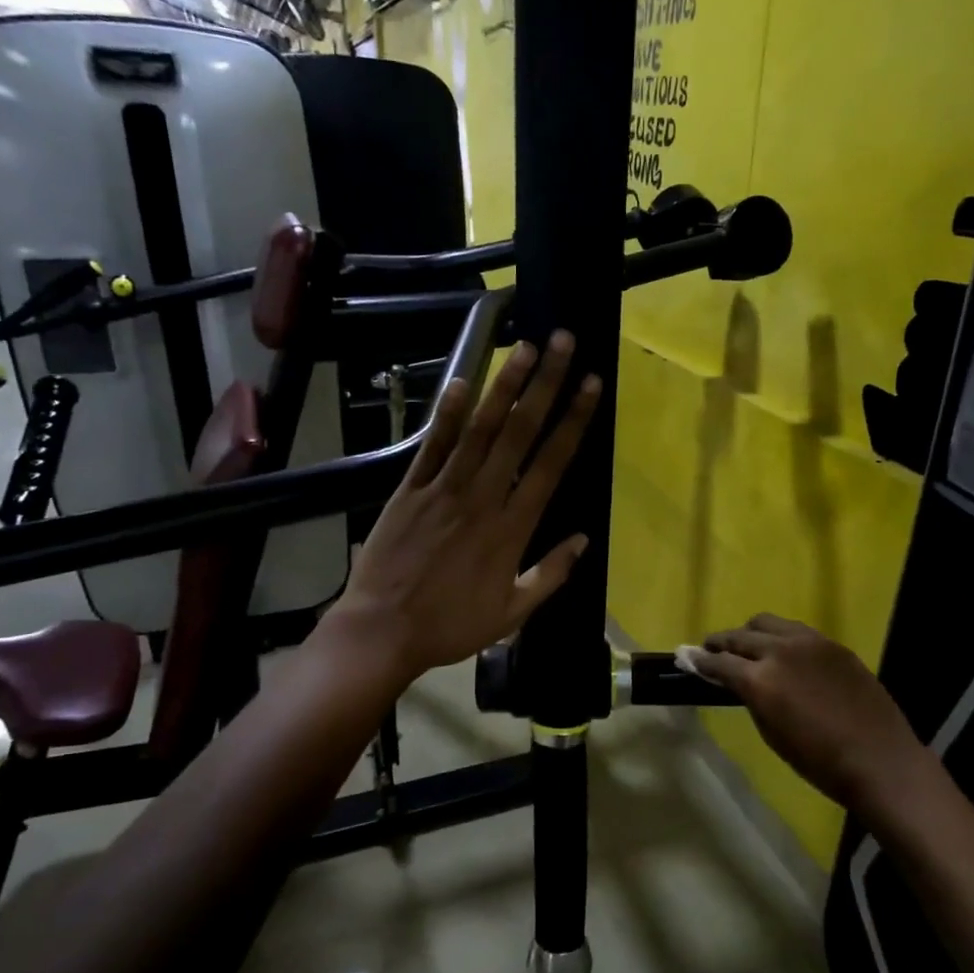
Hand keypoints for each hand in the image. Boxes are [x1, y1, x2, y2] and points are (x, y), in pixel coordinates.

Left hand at [323, 331, 600, 685]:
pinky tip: (460, 380)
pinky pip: (431, 446)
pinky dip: (445, 413)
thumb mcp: (511, 613)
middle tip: (562, 342)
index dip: (573, 421)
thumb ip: (550, 575)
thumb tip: (583, 540)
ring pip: (479, 429)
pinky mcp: (409, 490)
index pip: (551, 464)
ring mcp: (443, 490)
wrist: (383, 630)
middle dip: (545, 384)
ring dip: (503, 386)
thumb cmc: (451, 625)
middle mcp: (482, 498)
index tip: (590, 384)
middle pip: (520, 433)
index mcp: (512, 529)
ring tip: (523, 347)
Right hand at [688, 614, 931, 810]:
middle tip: (710, 650)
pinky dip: (780, 637)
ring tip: (746, 647)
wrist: (880, 760)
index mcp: (759, 680)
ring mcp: (809, 642)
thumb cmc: (819, 761)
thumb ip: (750, 698)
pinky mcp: (832, 643)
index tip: (686, 657)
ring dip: (749, 633)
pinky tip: (783, 653)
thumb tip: (736, 681)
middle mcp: (780, 651)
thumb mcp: (772, 733)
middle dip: (720, 643)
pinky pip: (795, 631)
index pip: (718, 662)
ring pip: (766, 623)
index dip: (699, 661)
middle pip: (739, 636)